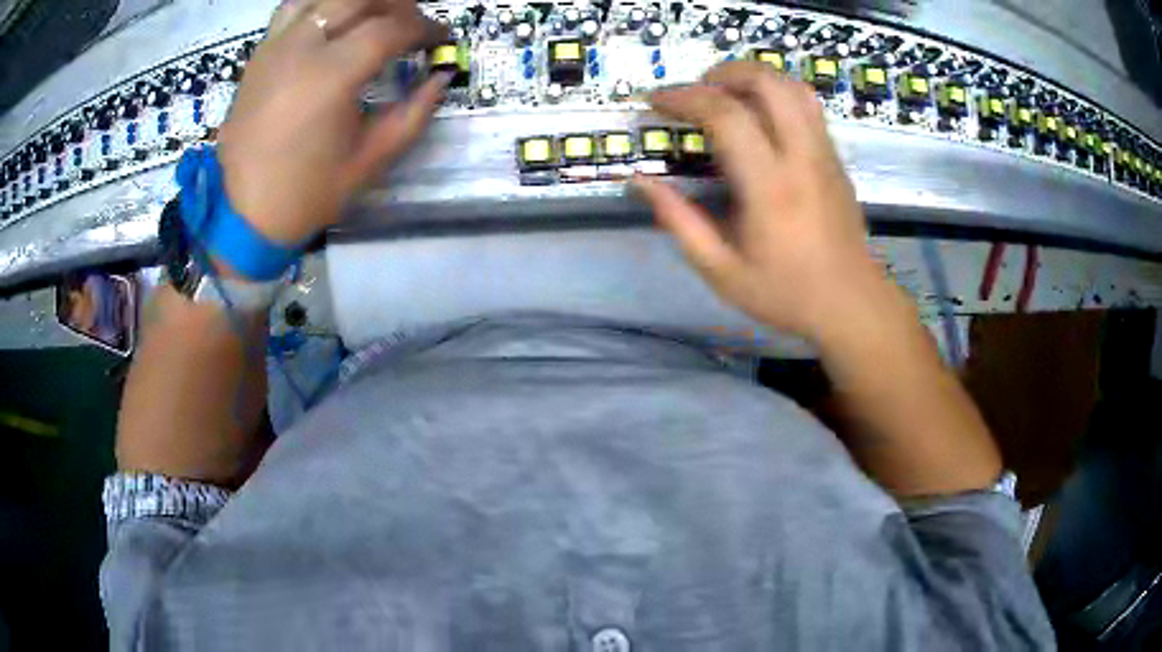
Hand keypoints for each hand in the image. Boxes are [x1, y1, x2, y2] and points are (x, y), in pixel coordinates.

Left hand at [217, 0, 448, 244]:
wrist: (243, 214)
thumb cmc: (307, 193)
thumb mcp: (370, 160)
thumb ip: (413, 113)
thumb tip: (441, 79)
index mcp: (331, 75)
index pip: (391, 28)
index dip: (425, 28)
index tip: (440, 40)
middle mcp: (302, 47)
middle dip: (397, 3)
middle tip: (411, 24)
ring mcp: (276, 46)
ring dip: (358, 1)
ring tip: (374, 17)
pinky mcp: (260, 54)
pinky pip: (294, 8)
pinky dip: (320, 5)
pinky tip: (332, 21)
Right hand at [634, 62, 899, 343]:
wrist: (852, 304)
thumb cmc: (785, 293)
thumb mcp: (721, 271)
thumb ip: (679, 221)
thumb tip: (640, 182)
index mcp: (770, 187)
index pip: (726, 115)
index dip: (684, 98)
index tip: (656, 102)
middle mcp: (802, 158)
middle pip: (768, 82)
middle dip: (724, 72)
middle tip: (696, 90)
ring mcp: (825, 153)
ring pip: (793, 86)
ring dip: (754, 77)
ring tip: (726, 95)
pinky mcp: (836, 158)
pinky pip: (807, 105)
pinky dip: (776, 94)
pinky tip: (758, 117)